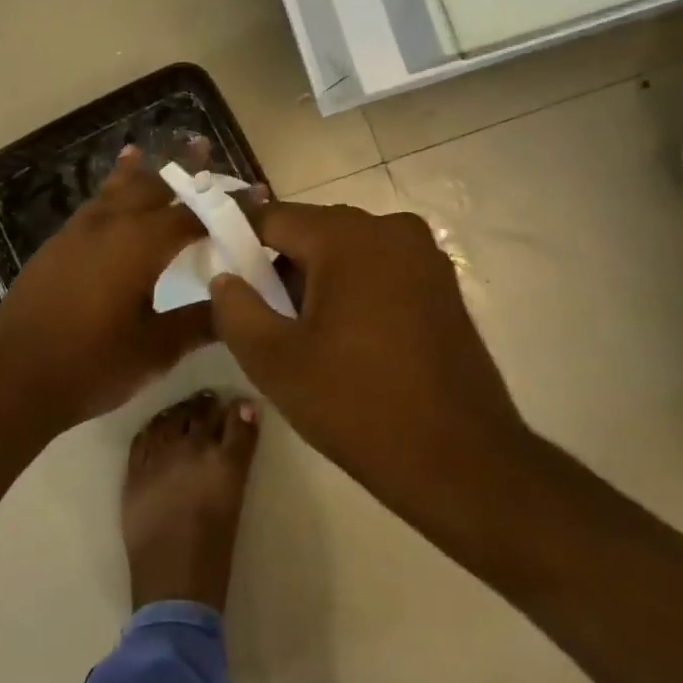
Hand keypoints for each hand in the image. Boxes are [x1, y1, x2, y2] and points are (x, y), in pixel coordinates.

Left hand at [0, 147, 218, 429]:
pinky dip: (108, 191)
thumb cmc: (91, 364)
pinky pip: (93, 205)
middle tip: (202, 148)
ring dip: (139, 174)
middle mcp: (110, 224)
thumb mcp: (155, 350)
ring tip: (148, 152)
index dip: (227, 206)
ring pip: (116, 190)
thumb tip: (235, 305)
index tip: (256, 194)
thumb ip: (199, 323)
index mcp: (140, 244)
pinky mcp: (58, 244)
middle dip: (181, 169)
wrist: (13, 377)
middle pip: (153, 186)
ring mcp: (78, 231)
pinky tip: (110, 196)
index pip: (194, 215)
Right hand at [207, 202, 530, 509]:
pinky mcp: (443, 285)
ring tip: (301, 334)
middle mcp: (391, 229)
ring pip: (346, 251)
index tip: (218, 272)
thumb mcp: (274, 361)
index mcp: (348, 237)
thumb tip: (225, 277)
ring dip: (316, 280)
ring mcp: (424, 256)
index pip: (272, 218)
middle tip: (260, 315)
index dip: (237, 240)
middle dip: (279, 265)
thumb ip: (234, 308)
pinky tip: (345, 339)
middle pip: (311, 231)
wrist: (464, 464)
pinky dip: (352, 290)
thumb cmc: (359, 406)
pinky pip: (378, 269)